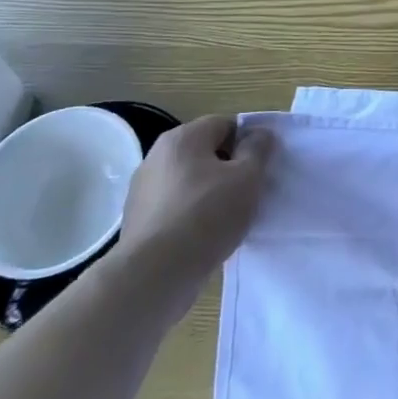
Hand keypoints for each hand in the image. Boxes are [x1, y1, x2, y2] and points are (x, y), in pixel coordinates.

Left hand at [113, 116, 270, 302]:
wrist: (155, 274)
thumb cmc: (207, 215)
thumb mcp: (248, 177)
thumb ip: (258, 149)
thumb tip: (259, 134)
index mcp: (182, 138)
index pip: (224, 124)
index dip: (247, 141)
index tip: (260, 167)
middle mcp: (157, 156)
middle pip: (205, 152)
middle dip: (229, 168)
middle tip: (248, 192)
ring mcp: (142, 189)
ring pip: (189, 181)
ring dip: (210, 192)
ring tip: (228, 218)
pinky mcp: (137, 220)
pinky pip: (175, 207)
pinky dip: (191, 215)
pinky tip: (204, 236)